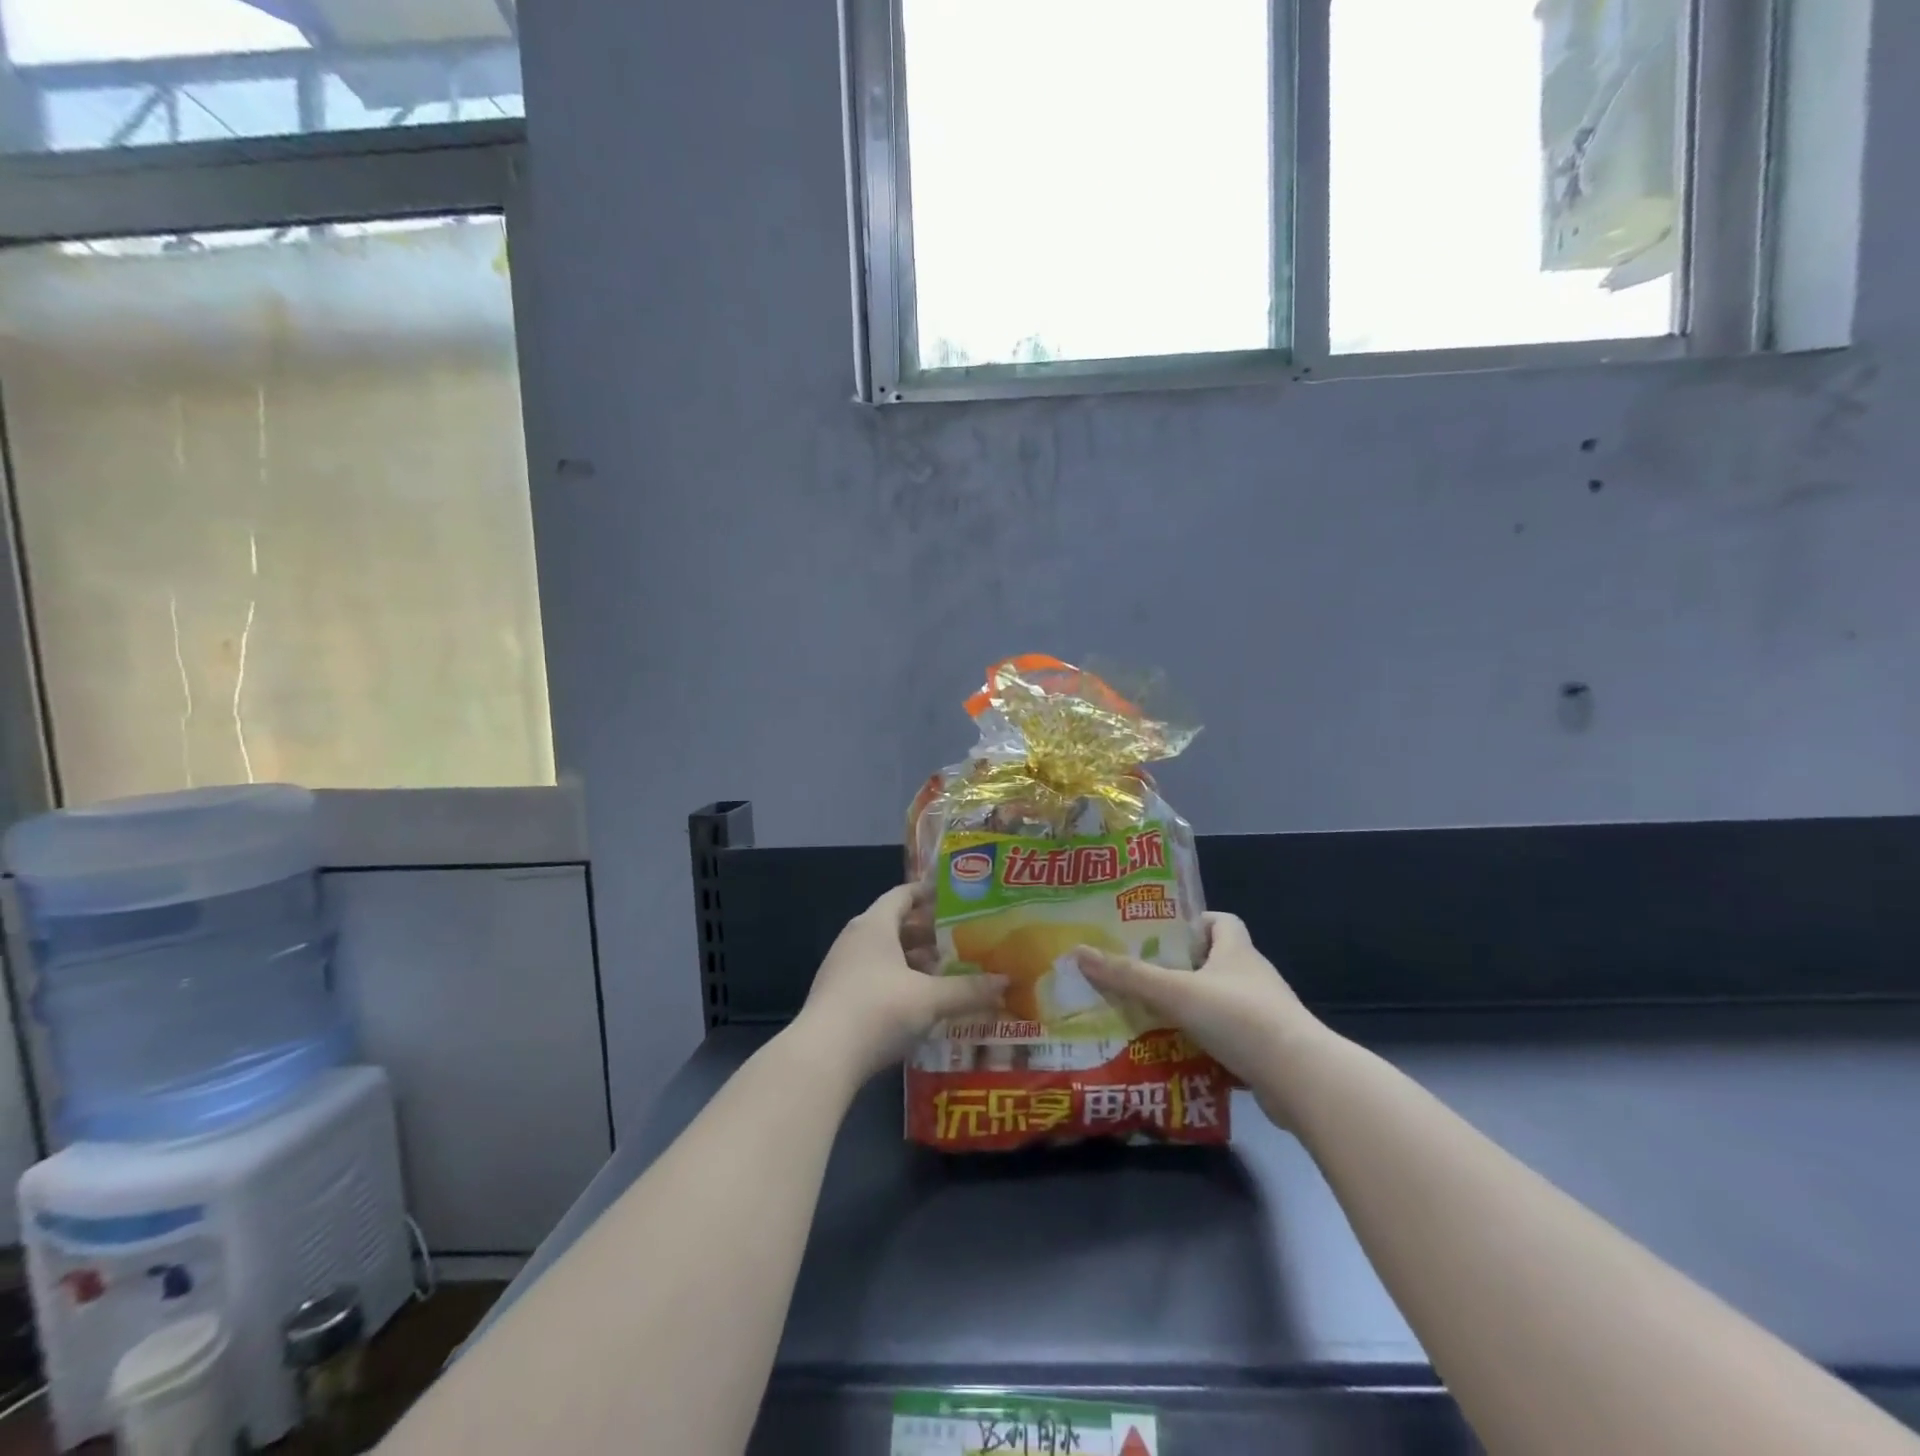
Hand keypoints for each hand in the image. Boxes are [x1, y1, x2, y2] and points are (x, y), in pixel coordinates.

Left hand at [794, 885, 1006, 1081]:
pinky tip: (921, 1001)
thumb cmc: (878, 1010)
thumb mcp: (930, 999)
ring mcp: (843, 968)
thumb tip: (1006, 981)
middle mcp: (856, 938)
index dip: (929, 893)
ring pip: (885, 953)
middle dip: (928, 932)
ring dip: (914, 960)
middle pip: (896, 924)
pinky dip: (900, 980)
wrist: (822, 1056)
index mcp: (875, 924)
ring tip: (947, 970)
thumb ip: (968, 990)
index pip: (903, 895)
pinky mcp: (838, 996)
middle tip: (962, 938)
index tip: (956, 897)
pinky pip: (876, 976)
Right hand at [1075, 913, 1327, 1126]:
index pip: (1221, 921)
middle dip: (1181, 969)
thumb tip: (1079, 952)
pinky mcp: (1266, 1050)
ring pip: (1220, 1003)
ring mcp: (1264, 1015)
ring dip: (1191, 1009)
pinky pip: (1228, 1039)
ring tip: (1150, 1016)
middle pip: (1215, 962)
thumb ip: (1128, 975)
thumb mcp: (1176, 992)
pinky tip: (1176, 1054)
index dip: (1194, 923)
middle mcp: (1253, 977)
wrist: (1300, 1079)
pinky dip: (1205, 1043)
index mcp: (1237, 952)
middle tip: (1142, 977)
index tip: (1161, 935)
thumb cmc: (1239, 1018)